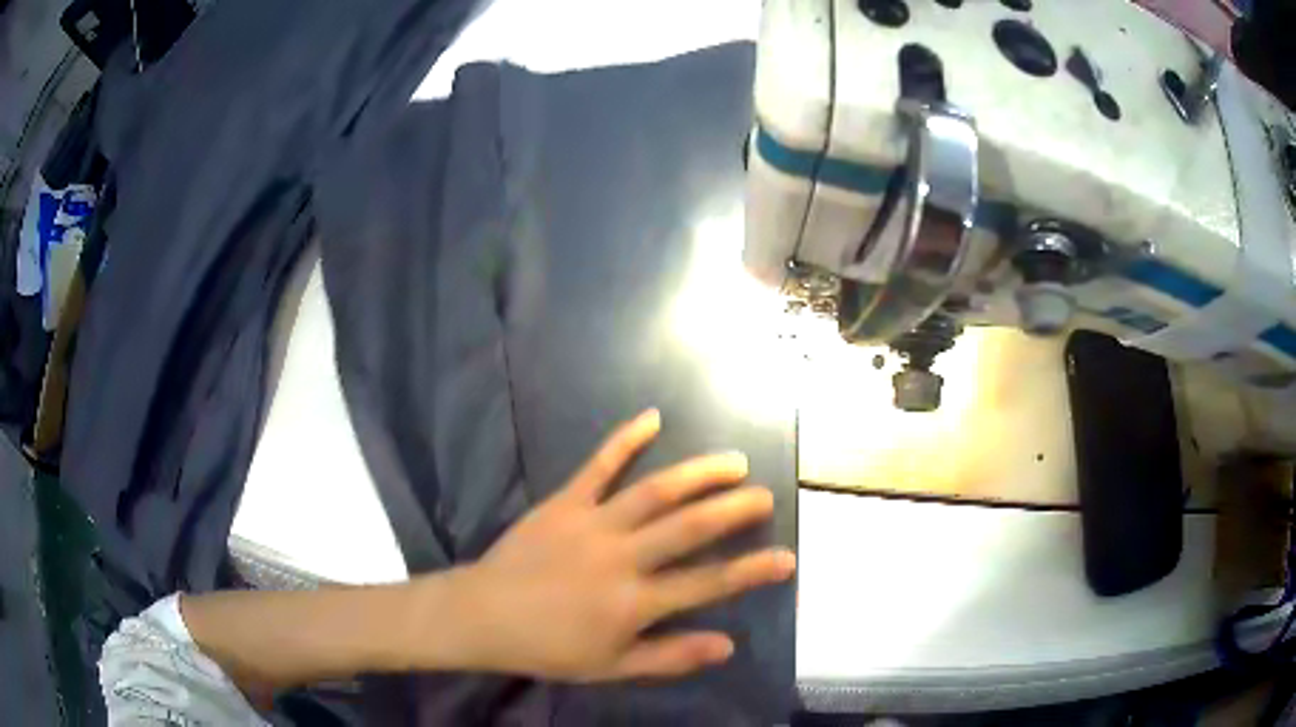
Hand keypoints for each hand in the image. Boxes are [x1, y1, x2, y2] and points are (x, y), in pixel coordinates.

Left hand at [442, 409, 794, 681]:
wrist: (484, 615)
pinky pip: (598, 466)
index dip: (751, 570)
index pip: (708, 584)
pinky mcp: (564, 502)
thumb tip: (728, 644)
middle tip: (765, 495)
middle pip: (689, 528)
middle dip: (733, 510)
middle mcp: (621, 557)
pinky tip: (651, 417)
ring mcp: (592, 523)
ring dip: (697, 474)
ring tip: (732, 461)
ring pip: (655, 492)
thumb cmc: (550, 647)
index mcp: (634, 601)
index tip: (786, 558)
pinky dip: (624, 439)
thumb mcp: (613, 667)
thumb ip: (670, 657)